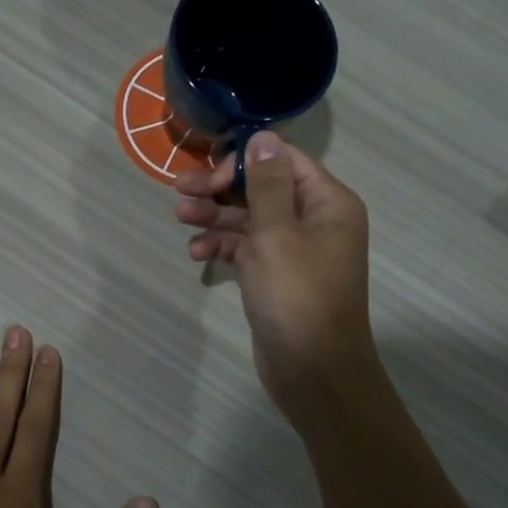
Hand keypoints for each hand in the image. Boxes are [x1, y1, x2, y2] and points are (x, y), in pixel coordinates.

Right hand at [175, 132, 376, 428]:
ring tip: (180, 218)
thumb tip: (262, 136)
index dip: (244, 162)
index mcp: (327, 202)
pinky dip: (222, 247)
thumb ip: (266, 184)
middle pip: (261, 189)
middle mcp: (314, 220)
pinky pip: (246, 249)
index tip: (210, 175)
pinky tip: (196, 253)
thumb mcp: (277, 234)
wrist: (313, 371)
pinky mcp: (275, 275)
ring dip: (214, 217)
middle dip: (220, 189)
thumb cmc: (297, 296)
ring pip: (249, 219)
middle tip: (179, 191)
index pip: (283, 161)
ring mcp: (294, 250)